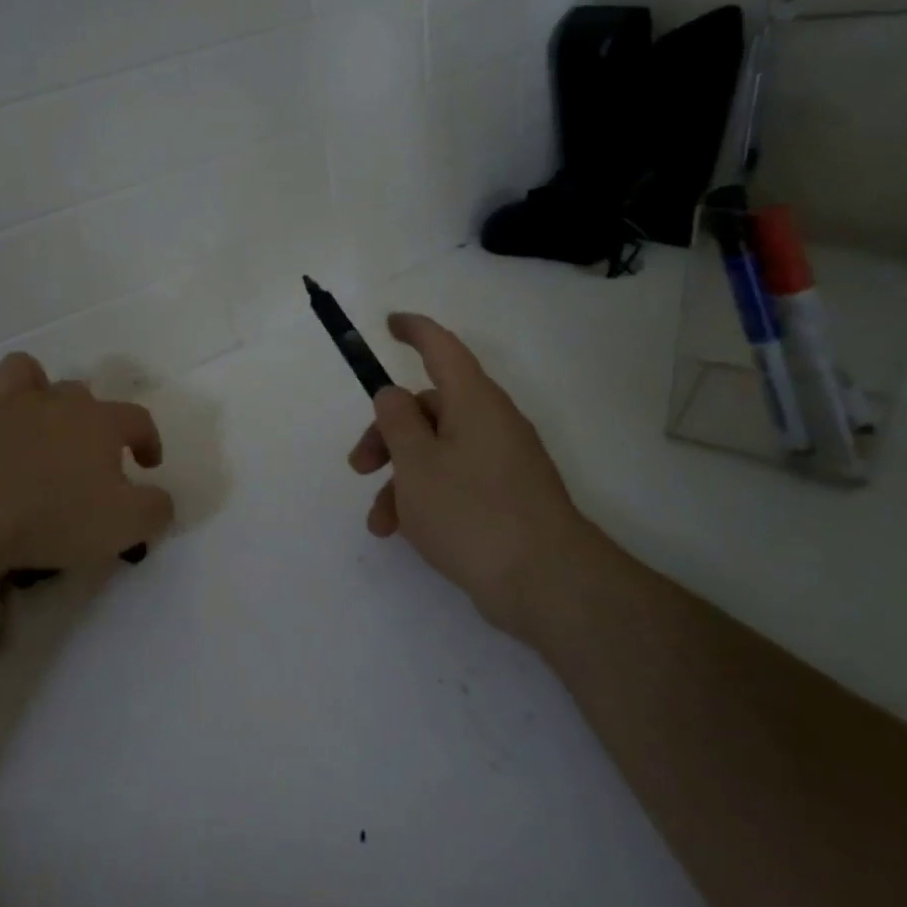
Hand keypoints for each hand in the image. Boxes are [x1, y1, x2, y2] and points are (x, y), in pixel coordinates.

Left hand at [0, 352, 173, 587]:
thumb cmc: (54, 520)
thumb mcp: (126, 525)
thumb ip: (155, 508)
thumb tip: (160, 499)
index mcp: (98, 422)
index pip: (137, 419)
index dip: (148, 441)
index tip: (147, 465)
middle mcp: (53, 401)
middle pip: (80, 393)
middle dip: (90, 418)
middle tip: (87, 456)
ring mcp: (4, 404)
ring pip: (23, 370)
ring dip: (34, 387)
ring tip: (36, 418)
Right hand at [347, 314, 596, 642]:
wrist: (547, 583)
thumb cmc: (472, 512)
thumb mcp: (417, 463)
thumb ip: (396, 422)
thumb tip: (392, 394)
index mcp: (474, 402)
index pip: (442, 348)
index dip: (415, 331)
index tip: (389, 323)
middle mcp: (491, 424)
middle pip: (429, 408)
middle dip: (387, 434)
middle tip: (359, 466)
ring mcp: (501, 462)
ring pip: (436, 451)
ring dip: (400, 477)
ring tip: (380, 522)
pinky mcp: (504, 496)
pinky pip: (454, 480)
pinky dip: (424, 498)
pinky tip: (405, 533)